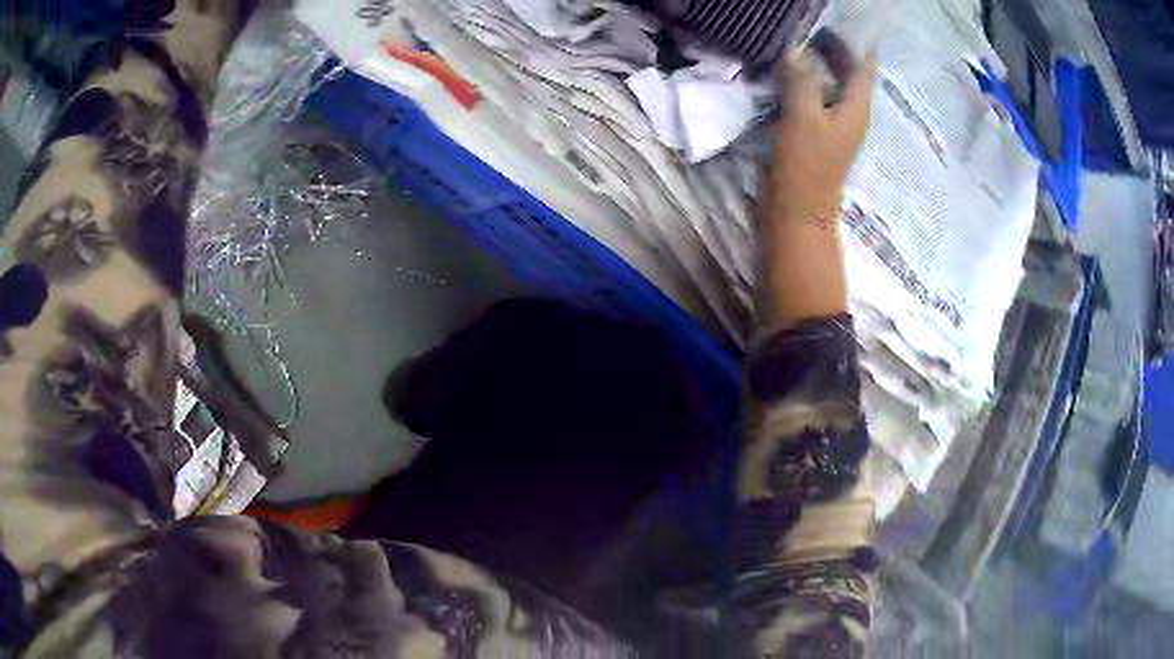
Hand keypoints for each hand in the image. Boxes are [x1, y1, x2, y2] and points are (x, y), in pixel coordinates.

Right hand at [769, 30, 876, 227]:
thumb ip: (801, 80)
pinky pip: (816, 95)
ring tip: (798, 37)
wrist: (798, 212)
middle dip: (834, 45)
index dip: (857, 40)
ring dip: (819, 61)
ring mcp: (834, 122)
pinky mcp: (817, 131)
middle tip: (811, 21)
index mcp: (856, 108)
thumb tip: (796, 49)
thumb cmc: (806, 167)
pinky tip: (789, 69)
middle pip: (848, 71)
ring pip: (831, 82)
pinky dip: (806, 79)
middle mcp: (850, 112)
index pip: (863, 66)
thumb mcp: (803, 118)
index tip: (844, 18)